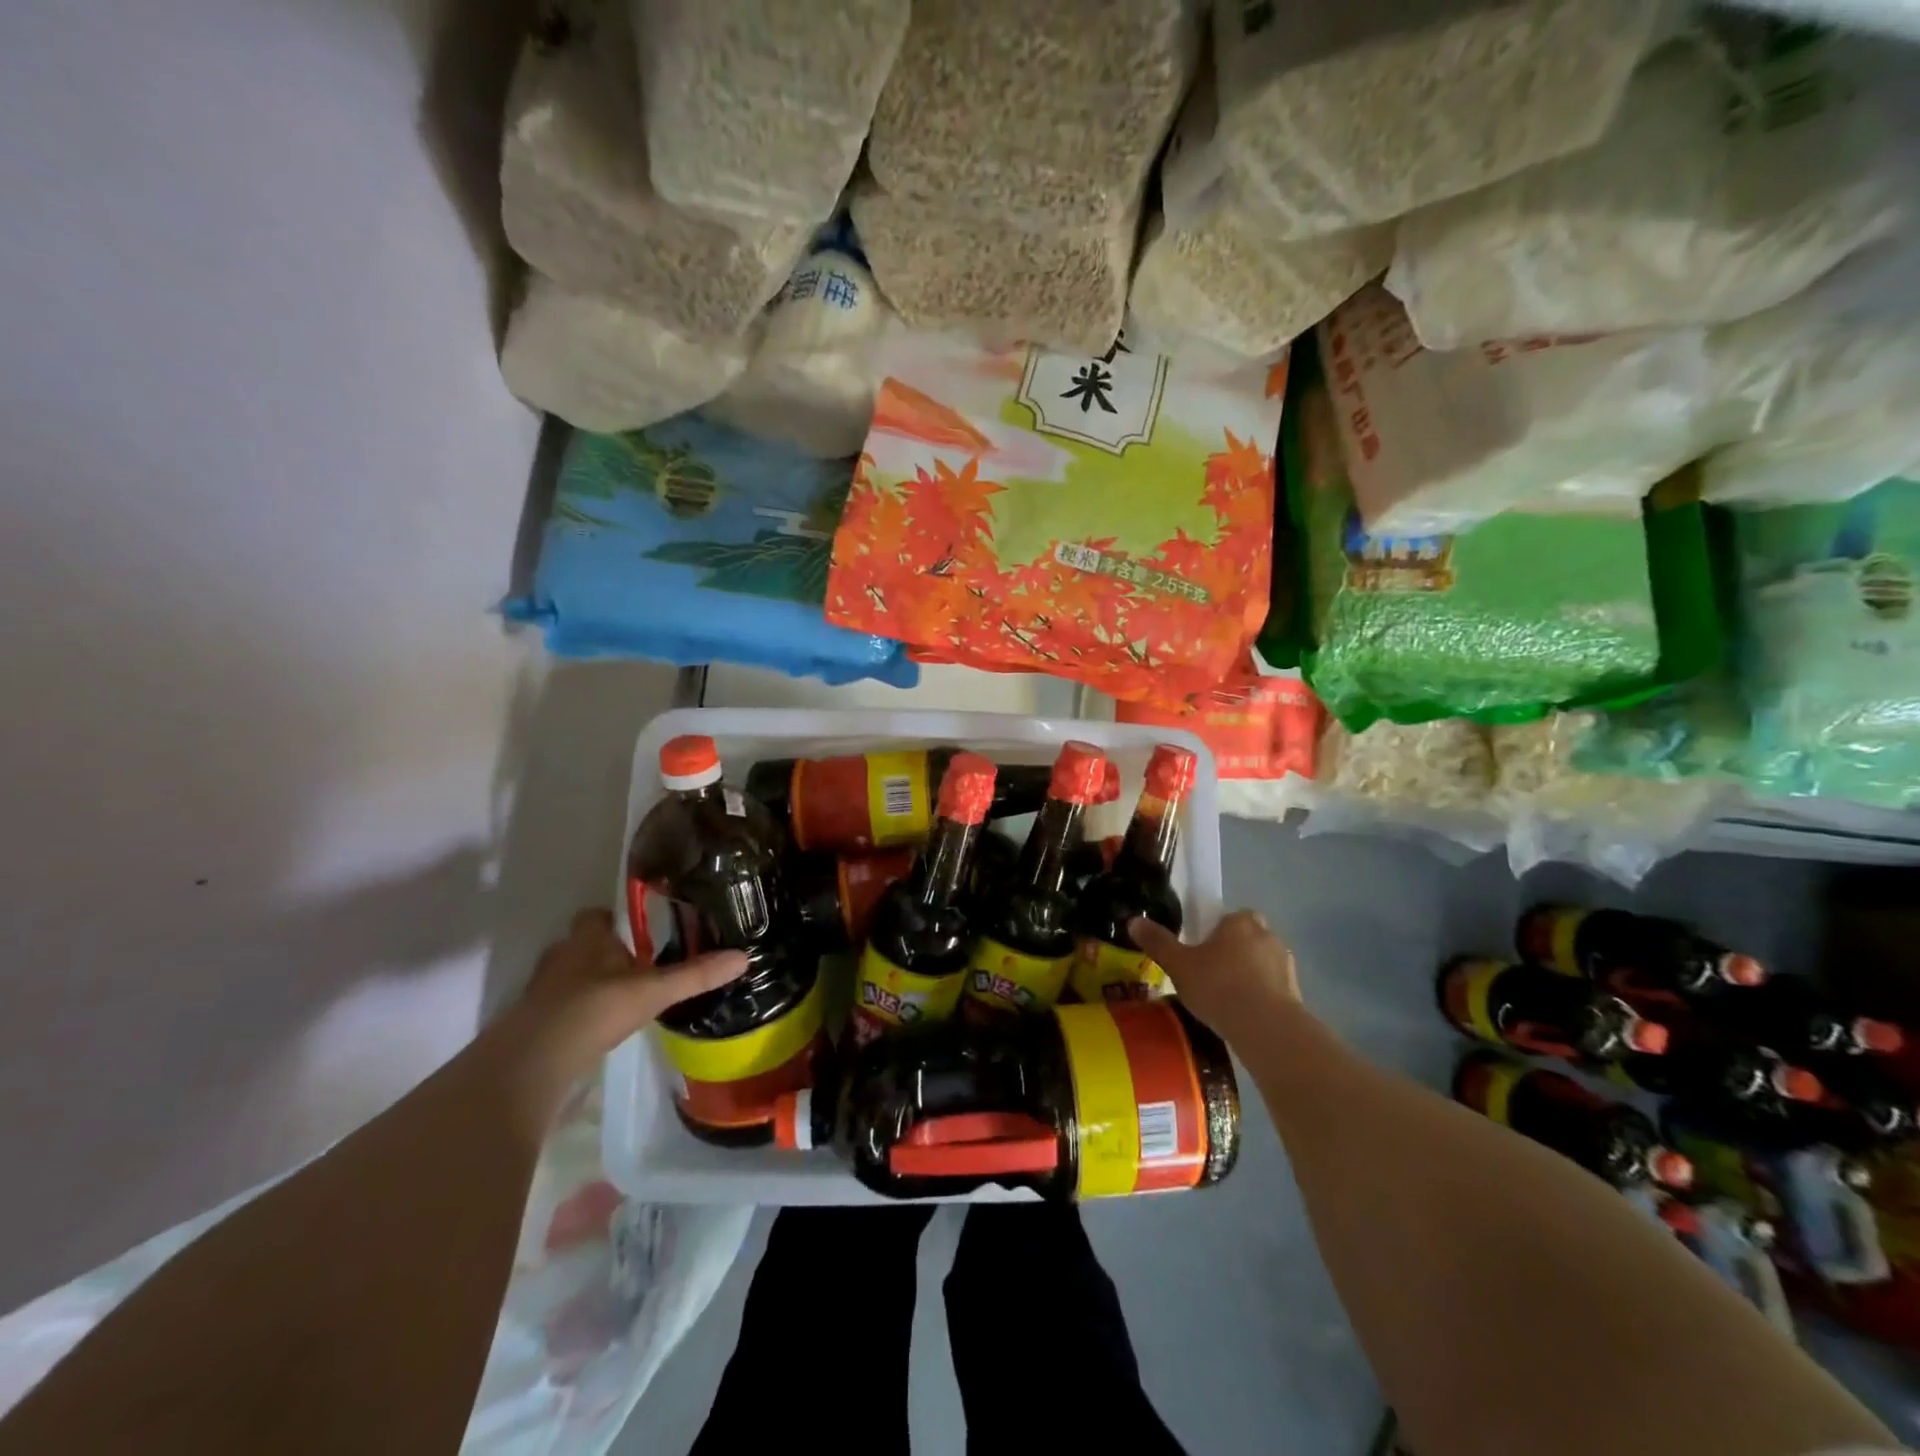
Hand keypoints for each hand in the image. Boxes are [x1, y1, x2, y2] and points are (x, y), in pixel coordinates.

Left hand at [504, 908, 747, 1087]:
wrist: (534, 1060)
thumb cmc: (595, 1008)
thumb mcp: (654, 990)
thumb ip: (696, 974)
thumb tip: (744, 957)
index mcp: (588, 937)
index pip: (597, 915)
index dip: (615, 920)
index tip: (639, 930)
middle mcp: (562, 955)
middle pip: (583, 944)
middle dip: (606, 952)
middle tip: (638, 965)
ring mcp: (543, 989)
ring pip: (571, 975)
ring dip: (591, 982)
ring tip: (623, 997)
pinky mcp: (534, 1020)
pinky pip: (561, 1004)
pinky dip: (578, 1010)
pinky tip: (599, 1026)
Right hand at [1129, 910, 1299, 1039]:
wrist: (1267, 1028)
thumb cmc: (1219, 986)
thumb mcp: (1178, 965)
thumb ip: (1158, 942)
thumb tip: (1133, 921)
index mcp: (1240, 921)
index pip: (1229, 917)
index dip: (1216, 932)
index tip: (1202, 952)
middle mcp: (1267, 935)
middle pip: (1247, 937)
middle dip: (1234, 951)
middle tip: (1212, 974)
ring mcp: (1286, 964)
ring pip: (1262, 963)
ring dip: (1250, 975)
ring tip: (1227, 1000)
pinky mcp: (1297, 993)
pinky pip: (1273, 988)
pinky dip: (1262, 997)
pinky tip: (1244, 1016)